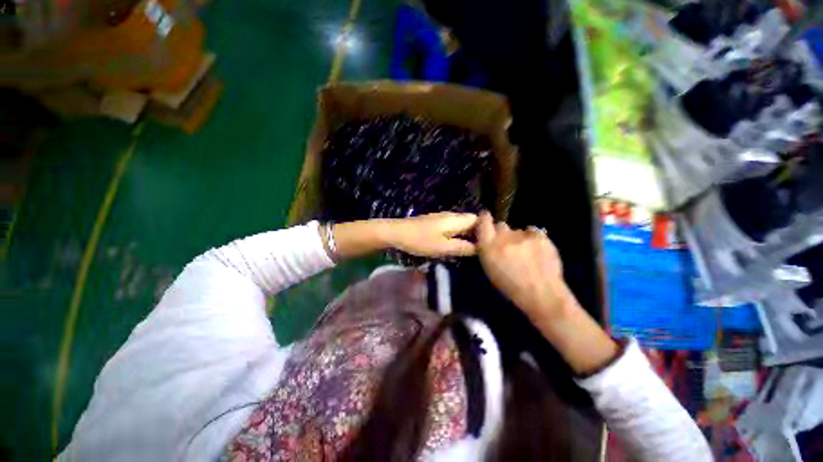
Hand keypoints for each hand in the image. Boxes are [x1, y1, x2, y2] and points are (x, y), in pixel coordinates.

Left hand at [386, 212, 478, 257]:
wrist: (397, 233)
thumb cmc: (420, 240)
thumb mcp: (443, 247)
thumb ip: (462, 247)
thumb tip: (480, 248)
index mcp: (455, 219)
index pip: (478, 220)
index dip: (486, 230)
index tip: (491, 243)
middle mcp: (451, 216)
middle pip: (470, 221)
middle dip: (478, 233)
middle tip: (482, 249)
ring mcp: (442, 218)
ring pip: (461, 224)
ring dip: (468, 234)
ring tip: (472, 248)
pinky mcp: (435, 223)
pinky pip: (453, 227)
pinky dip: (458, 234)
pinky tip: (456, 244)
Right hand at [475, 211, 570, 323]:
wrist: (542, 294)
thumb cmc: (511, 287)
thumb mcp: (490, 269)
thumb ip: (488, 250)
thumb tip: (489, 239)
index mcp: (488, 247)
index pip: (483, 222)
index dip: (484, 219)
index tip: (486, 220)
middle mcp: (503, 238)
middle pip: (501, 225)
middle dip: (503, 233)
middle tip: (508, 245)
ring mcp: (523, 236)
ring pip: (518, 230)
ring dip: (519, 238)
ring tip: (527, 253)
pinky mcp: (540, 236)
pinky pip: (533, 231)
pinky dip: (533, 238)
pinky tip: (537, 251)